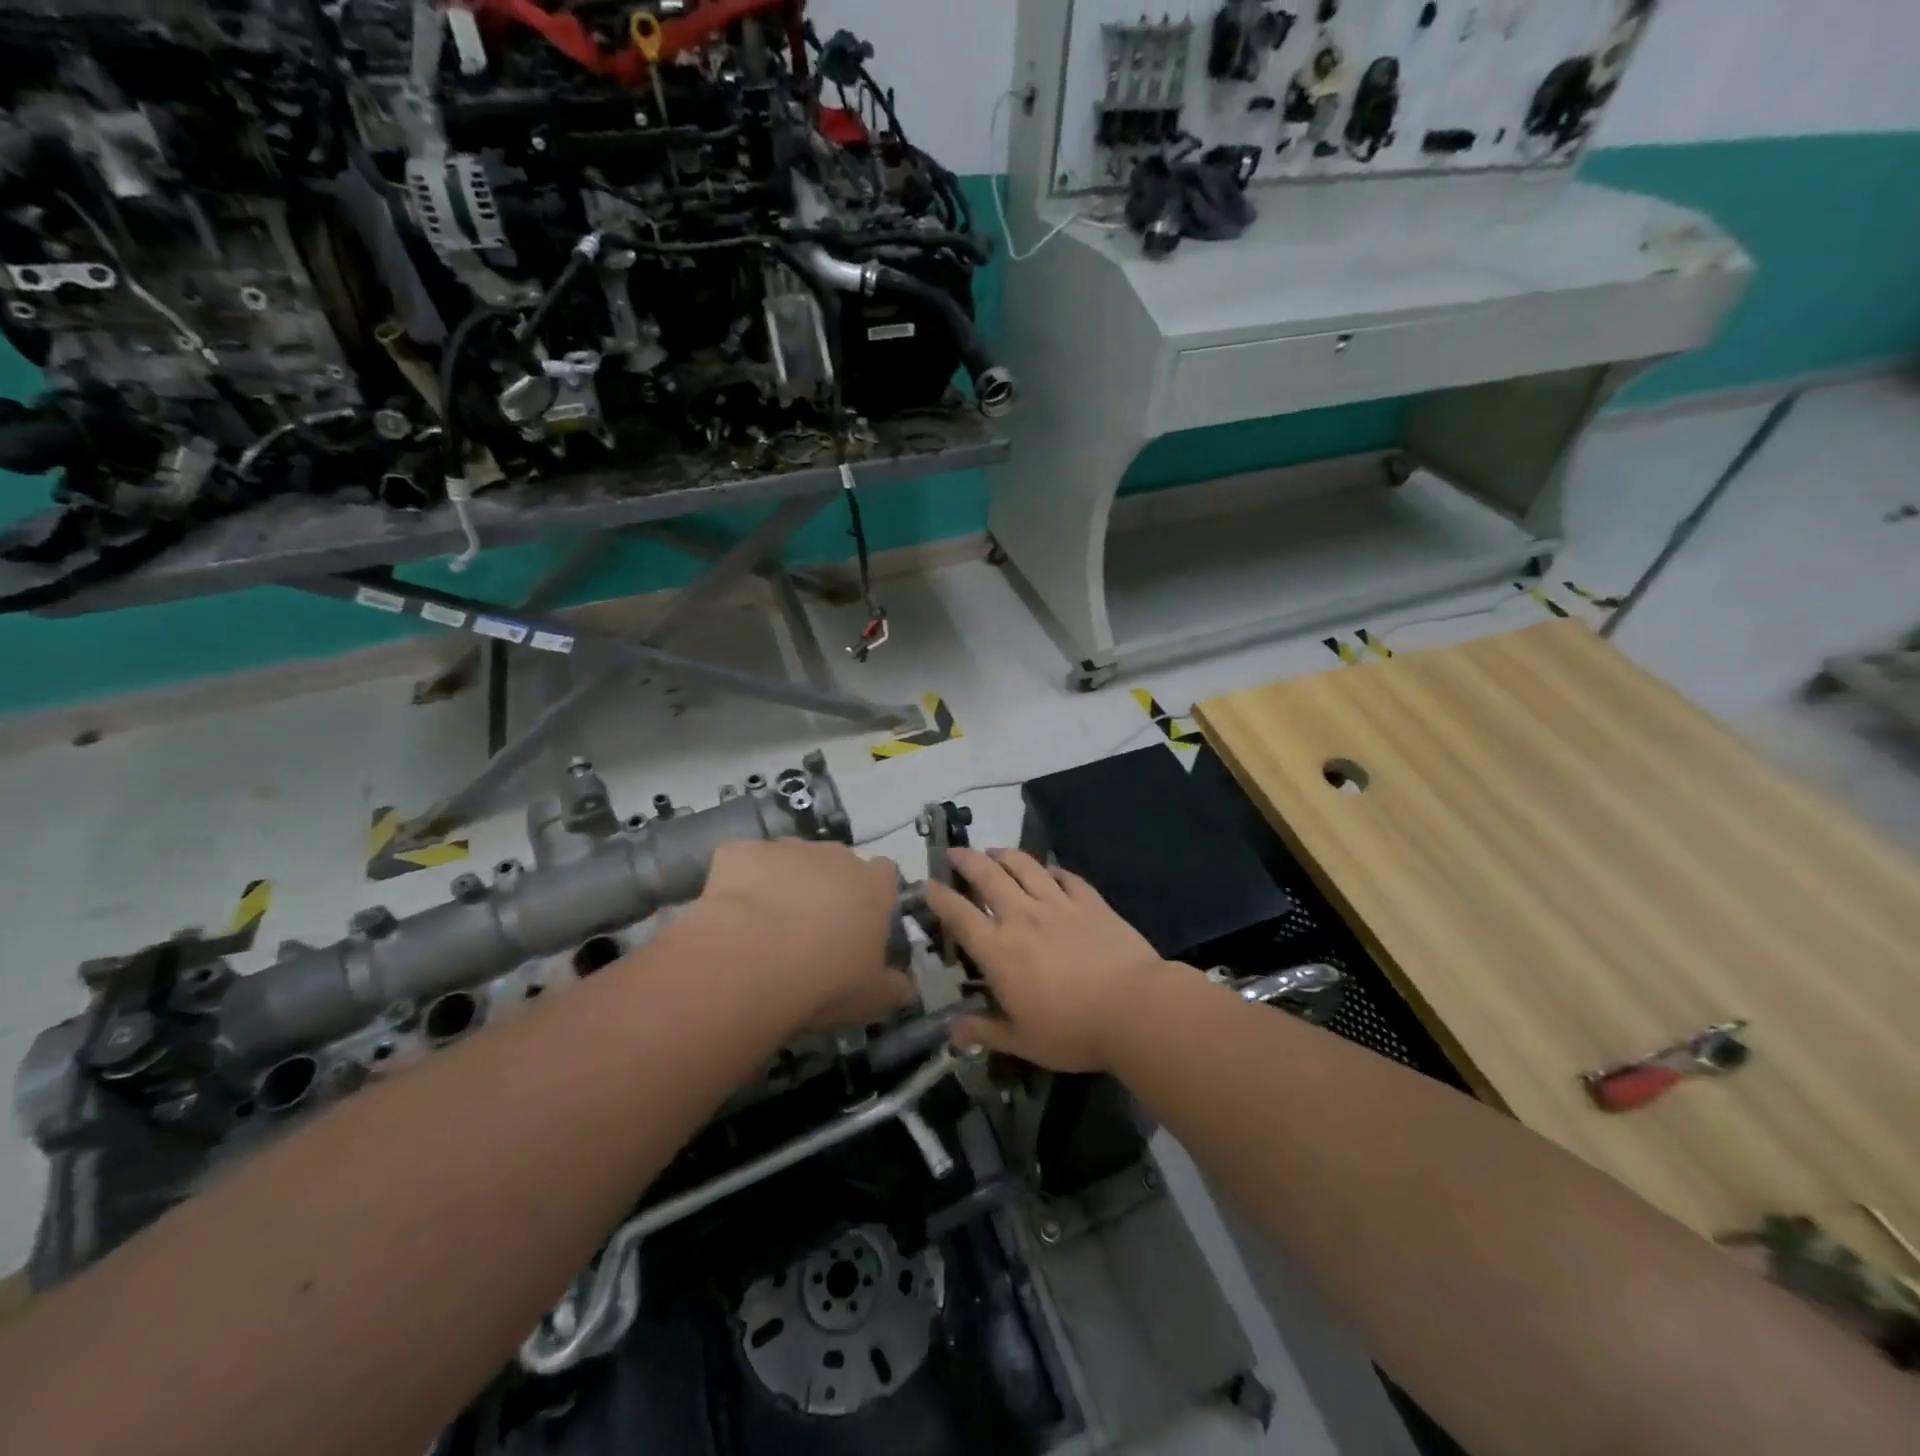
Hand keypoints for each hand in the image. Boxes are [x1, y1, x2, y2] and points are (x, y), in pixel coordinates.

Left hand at [688, 839, 911, 1030]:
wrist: (751, 963)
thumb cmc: (824, 980)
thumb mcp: (872, 998)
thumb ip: (894, 986)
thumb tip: (905, 985)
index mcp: (872, 886)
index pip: (884, 873)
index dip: (873, 893)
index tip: (860, 921)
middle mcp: (833, 856)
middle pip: (836, 862)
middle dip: (826, 886)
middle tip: (810, 929)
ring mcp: (786, 848)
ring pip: (790, 858)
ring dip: (784, 881)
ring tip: (765, 923)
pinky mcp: (741, 851)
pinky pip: (744, 861)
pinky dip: (740, 880)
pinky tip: (732, 913)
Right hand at [925, 847, 1171, 1072]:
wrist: (1133, 1008)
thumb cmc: (1072, 1030)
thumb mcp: (1021, 1041)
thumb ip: (983, 1031)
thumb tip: (951, 1029)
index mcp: (998, 950)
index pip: (959, 915)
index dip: (939, 897)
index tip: (928, 884)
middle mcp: (1022, 917)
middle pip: (988, 877)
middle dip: (967, 860)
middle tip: (955, 851)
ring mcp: (1059, 904)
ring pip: (1025, 867)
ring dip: (1005, 854)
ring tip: (994, 850)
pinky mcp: (1091, 902)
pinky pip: (1066, 877)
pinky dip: (1053, 869)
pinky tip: (1049, 869)